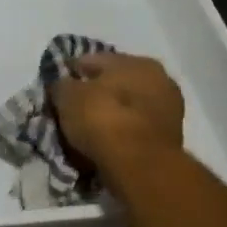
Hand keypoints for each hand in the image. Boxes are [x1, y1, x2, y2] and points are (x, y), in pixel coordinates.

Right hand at [50, 54, 184, 176]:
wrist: (140, 166)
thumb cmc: (103, 119)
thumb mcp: (67, 96)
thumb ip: (62, 85)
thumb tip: (63, 85)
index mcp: (136, 61)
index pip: (93, 60)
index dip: (71, 71)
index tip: (56, 87)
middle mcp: (159, 79)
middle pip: (115, 83)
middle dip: (94, 93)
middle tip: (71, 108)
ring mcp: (168, 110)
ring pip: (127, 106)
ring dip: (109, 113)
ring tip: (85, 129)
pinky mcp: (170, 138)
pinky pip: (134, 127)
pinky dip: (120, 131)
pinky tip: (103, 141)